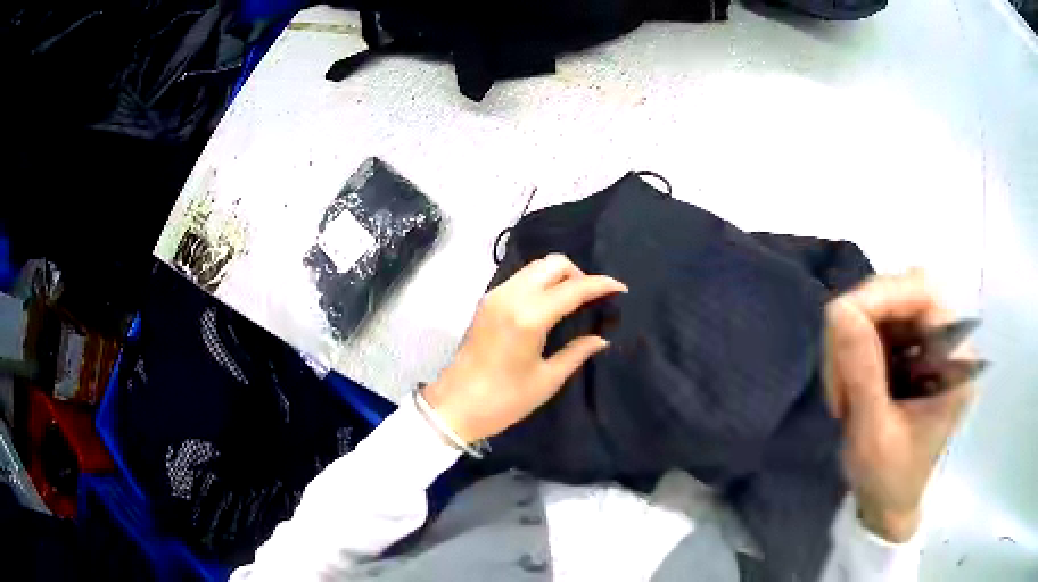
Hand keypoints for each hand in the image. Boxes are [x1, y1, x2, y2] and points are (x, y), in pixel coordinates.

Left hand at [422, 254, 626, 443]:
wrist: (454, 406)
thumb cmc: (504, 400)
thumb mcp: (546, 380)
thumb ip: (577, 353)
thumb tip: (601, 338)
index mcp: (529, 317)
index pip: (573, 288)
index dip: (600, 285)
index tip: (621, 288)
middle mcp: (511, 297)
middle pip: (552, 264)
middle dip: (578, 274)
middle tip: (593, 298)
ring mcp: (495, 296)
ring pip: (534, 268)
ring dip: (558, 276)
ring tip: (574, 300)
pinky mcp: (486, 302)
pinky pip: (520, 278)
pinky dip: (540, 282)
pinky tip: (549, 304)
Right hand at [824, 271, 975, 541]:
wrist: (888, 506)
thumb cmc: (888, 481)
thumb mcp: (873, 434)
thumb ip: (862, 373)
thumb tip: (837, 309)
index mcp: (955, 359)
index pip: (923, 291)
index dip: (880, 296)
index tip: (840, 330)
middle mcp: (948, 340)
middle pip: (903, 291)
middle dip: (862, 321)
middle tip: (837, 369)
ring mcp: (929, 343)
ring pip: (886, 305)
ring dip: (854, 336)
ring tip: (840, 384)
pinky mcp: (911, 350)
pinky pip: (879, 325)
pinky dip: (855, 346)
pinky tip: (847, 380)